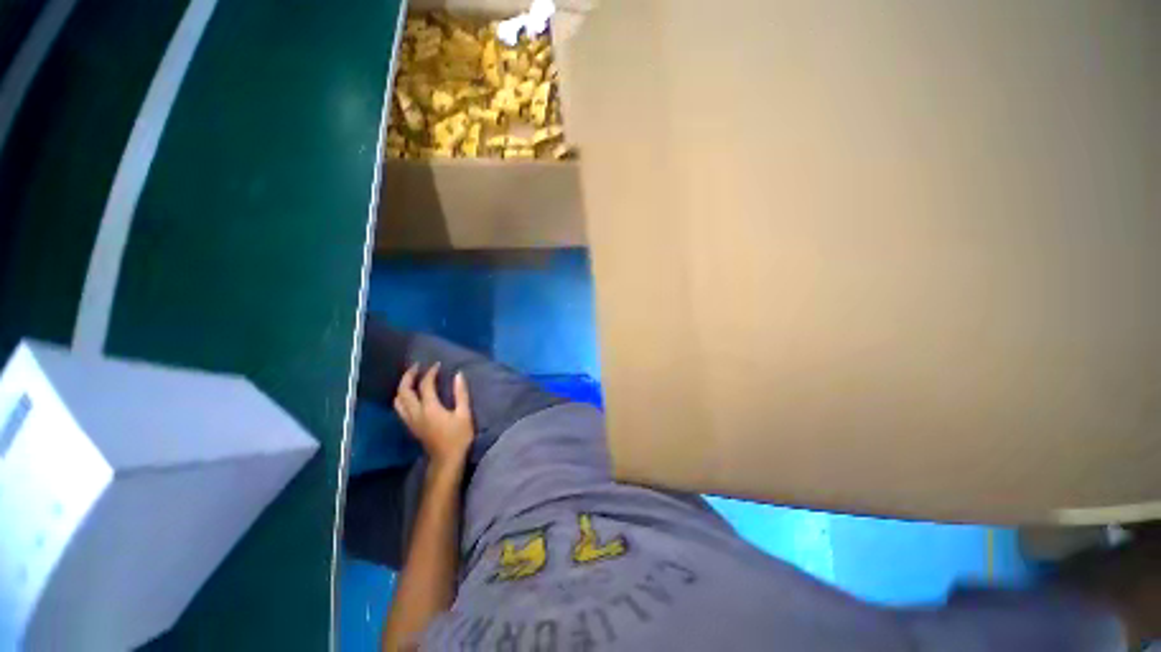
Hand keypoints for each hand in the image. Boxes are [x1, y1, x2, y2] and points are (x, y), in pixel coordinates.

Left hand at [394, 363, 473, 466]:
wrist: (446, 460)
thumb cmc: (459, 437)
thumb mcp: (464, 414)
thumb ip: (461, 393)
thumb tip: (458, 375)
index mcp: (429, 408)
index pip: (425, 385)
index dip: (430, 372)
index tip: (437, 365)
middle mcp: (416, 413)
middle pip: (403, 391)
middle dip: (408, 376)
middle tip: (417, 366)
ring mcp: (411, 421)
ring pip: (398, 400)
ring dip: (402, 387)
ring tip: (412, 379)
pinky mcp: (411, 426)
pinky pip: (400, 408)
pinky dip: (403, 397)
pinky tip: (411, 395)